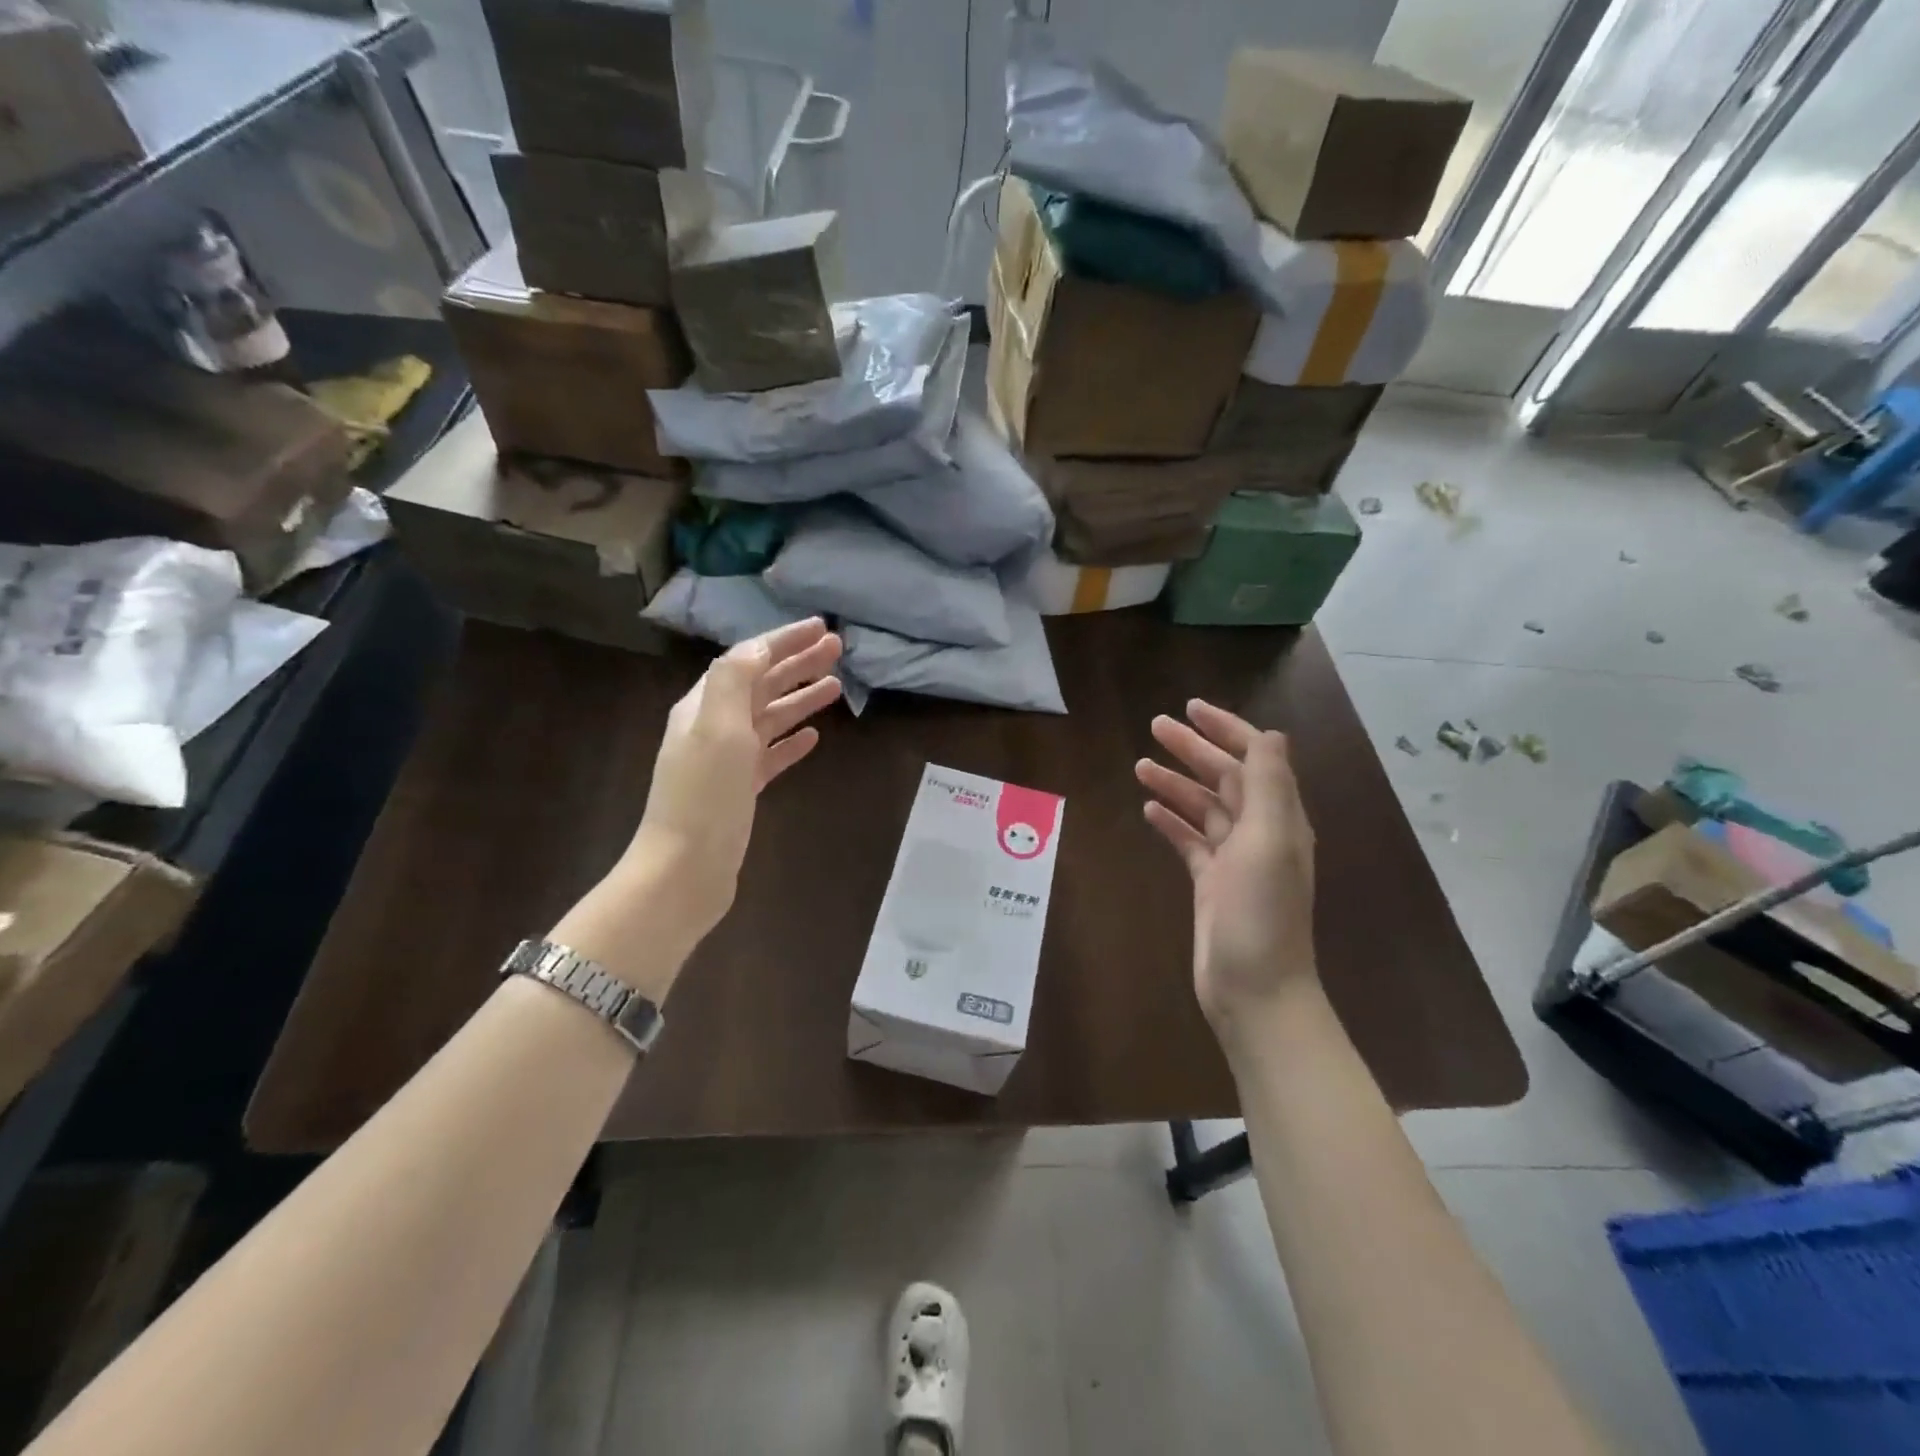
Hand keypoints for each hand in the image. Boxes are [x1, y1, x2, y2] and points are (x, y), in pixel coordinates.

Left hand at [628, 619, 842, 941]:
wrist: (685, 869)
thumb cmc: (704, 795)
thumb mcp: (717, 728)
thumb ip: (734, 680)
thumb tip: (756, 647)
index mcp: (705, 705)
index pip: (748, 658)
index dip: (784, 640)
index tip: (822, 627)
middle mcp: (714, 726)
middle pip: (762, 684)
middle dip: (798, 663)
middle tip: (838, 649)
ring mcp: (728, 759)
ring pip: (770, 717)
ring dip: (801, 698)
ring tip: (836, 686)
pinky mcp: (741, 789)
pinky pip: (771, 754)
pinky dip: (792, 741)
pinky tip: (814, 737)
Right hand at [1135, 700, 1317, 1040]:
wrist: (1255, 990)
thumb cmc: (1261, 912)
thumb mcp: (1269, 841)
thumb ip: (1269, 785)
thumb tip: (1269, 734)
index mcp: (1279, 817)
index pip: (1255, 759)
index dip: (1227, 730)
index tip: (1191, 709)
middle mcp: (1260, 832)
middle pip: (1225, 778)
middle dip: (1193, 750)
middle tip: (1155, 727)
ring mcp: (1234, 860)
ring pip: (1203, 808)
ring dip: (1176, 784)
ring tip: (1140, 766)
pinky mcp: (1211, 884)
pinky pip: (1190, 842)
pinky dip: (1172, 822)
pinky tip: (1149, 810)